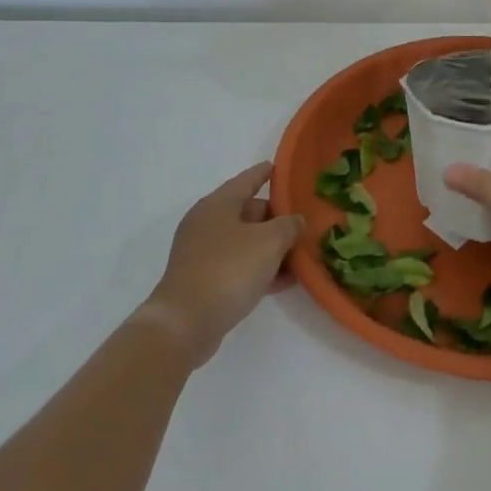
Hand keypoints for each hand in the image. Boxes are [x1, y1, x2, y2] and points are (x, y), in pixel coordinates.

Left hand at [138, 162, 304, 365]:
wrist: (185, 324)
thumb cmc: (228, 270)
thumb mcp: (269, 242)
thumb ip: (289, 225)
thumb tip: (295, 220)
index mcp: (218, 204)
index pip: (248, 180)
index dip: (265, 173)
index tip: (281, 167)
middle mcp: (207, 222)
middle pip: (249, 212)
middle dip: (277, 218)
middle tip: (304, 223)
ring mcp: (203, 253)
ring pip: (245, 241)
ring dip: (271, 247)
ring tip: (300, 255)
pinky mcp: (204, 280)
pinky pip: (239, 265)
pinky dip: (260, 268)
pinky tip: (283, 281)